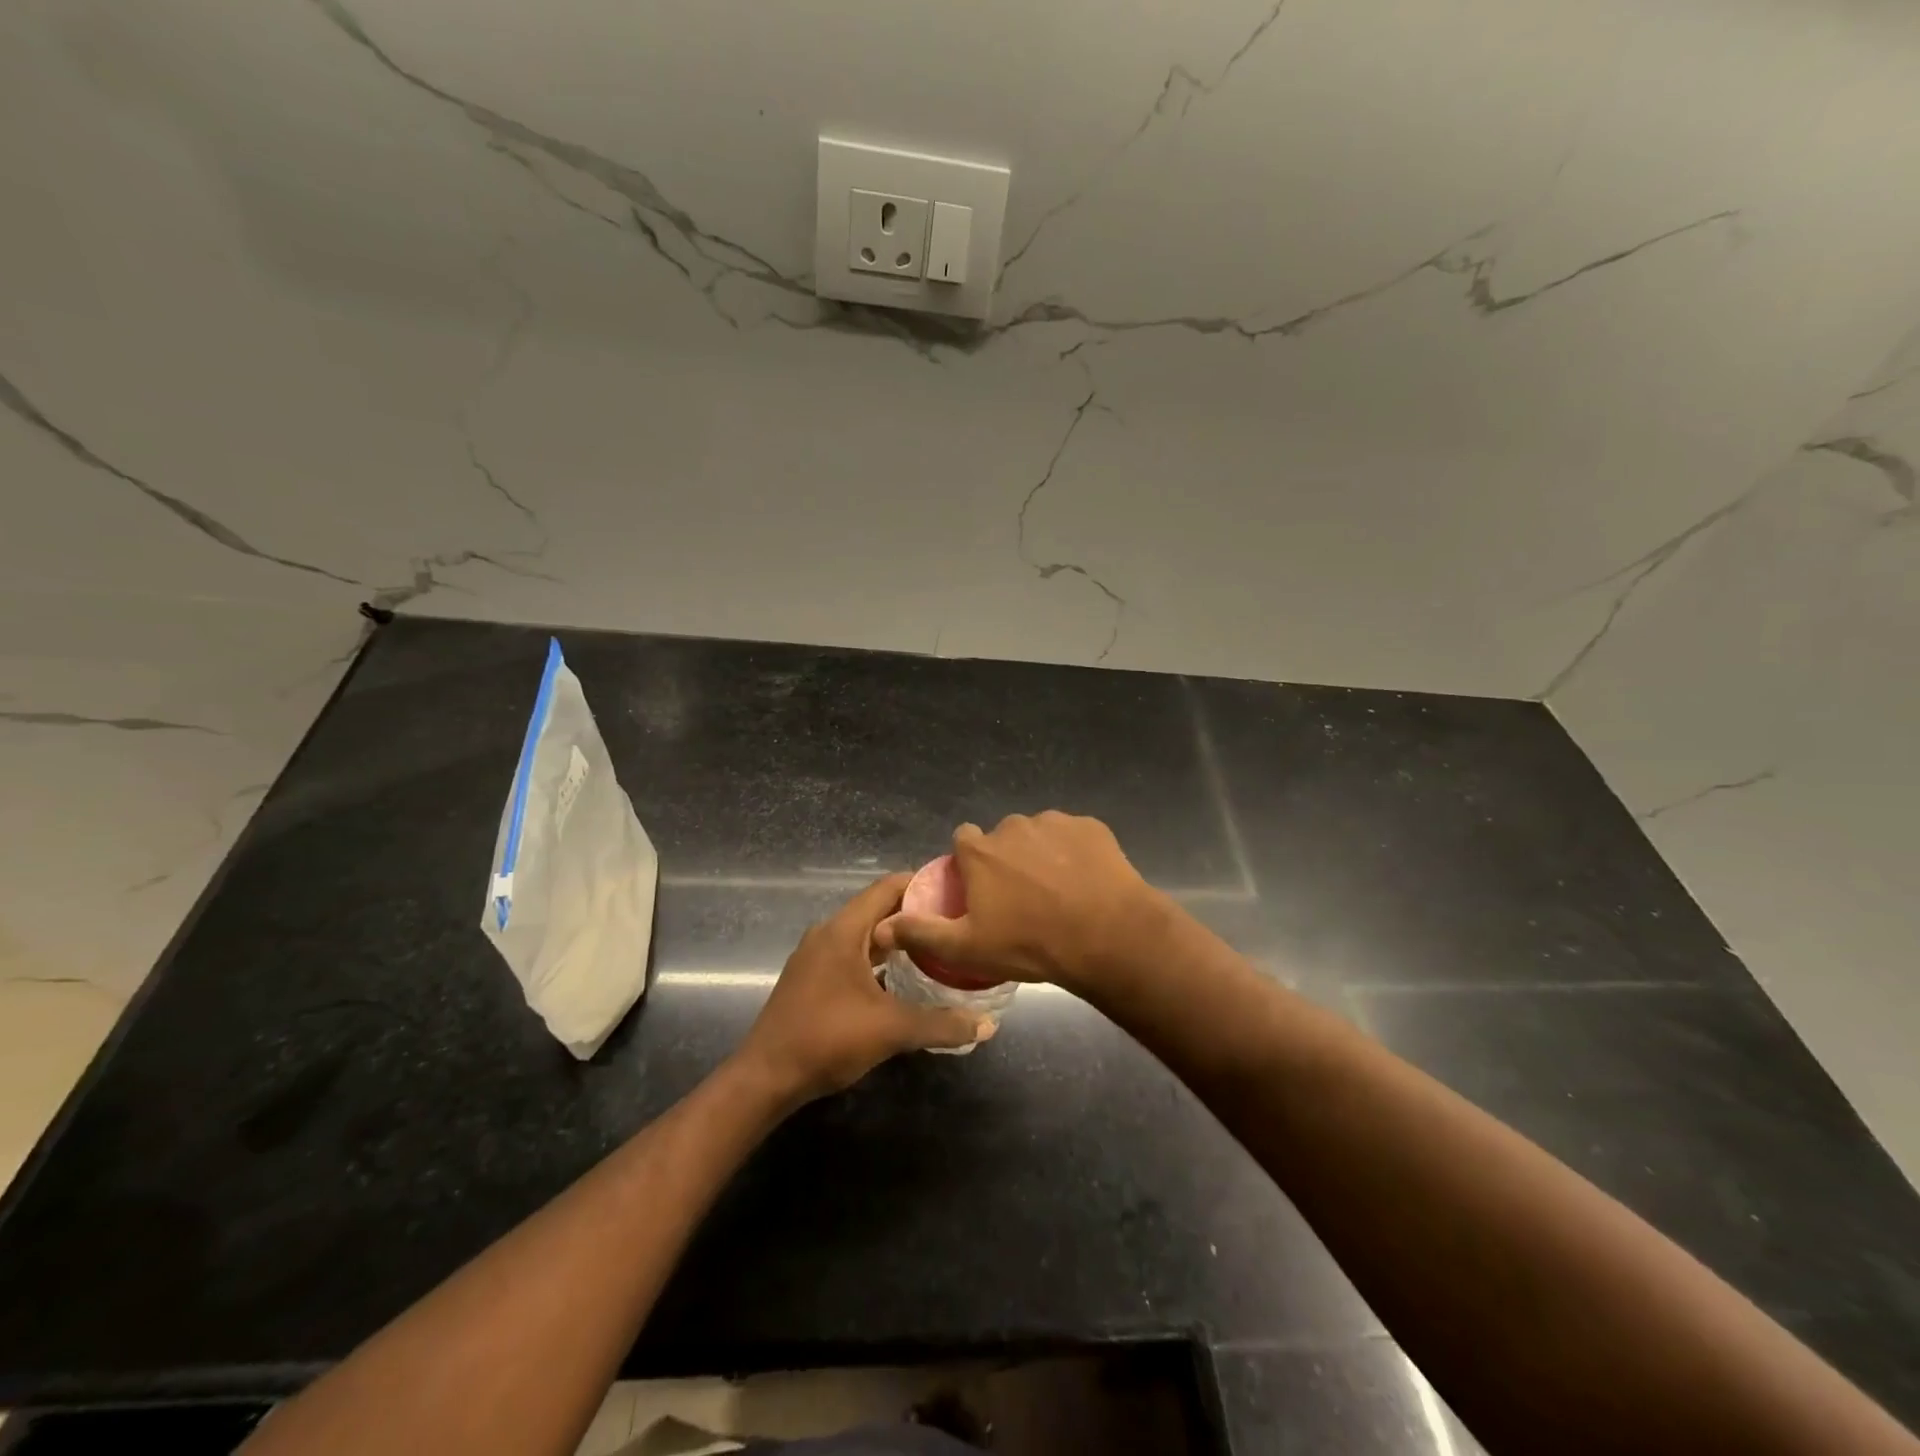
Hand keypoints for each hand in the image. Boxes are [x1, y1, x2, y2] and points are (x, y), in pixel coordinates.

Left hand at [735, 874, 990, 1103]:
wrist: (765, 1078)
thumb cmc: (827, 1039)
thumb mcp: (891, 1030)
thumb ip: (940, 1024)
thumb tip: (987, 1024)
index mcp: (843, 930)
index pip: (886, 888)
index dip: (921, 884)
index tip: (955, 890)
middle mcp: (827, 933)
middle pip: (876, 908)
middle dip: (913, 913)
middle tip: (953, 922)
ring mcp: (815, 956)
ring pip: (863, 934)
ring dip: (895, 938)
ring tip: (934, 947)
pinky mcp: (811, 978)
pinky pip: (851, 953)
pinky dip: (877, 958)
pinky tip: (900, 978)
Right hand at [874, 811, 1164, 993]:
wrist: (1107, 936)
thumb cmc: (1030, 944)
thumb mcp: (968, 948)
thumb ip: (922, 933)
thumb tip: (881, 927)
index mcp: (980, 850)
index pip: (963, 841)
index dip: (970, 865)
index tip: (983, 891)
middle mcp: (1013, 826)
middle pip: (1002, 838)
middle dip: (1008, 860)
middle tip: (1024, 899)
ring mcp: (1055, 822)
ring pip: (1039, 835)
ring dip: (1042, 854)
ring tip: (1059, 892)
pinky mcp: (1090, 826)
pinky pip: (1074, 836)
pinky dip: (1075, 852)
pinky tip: (1086, 882)